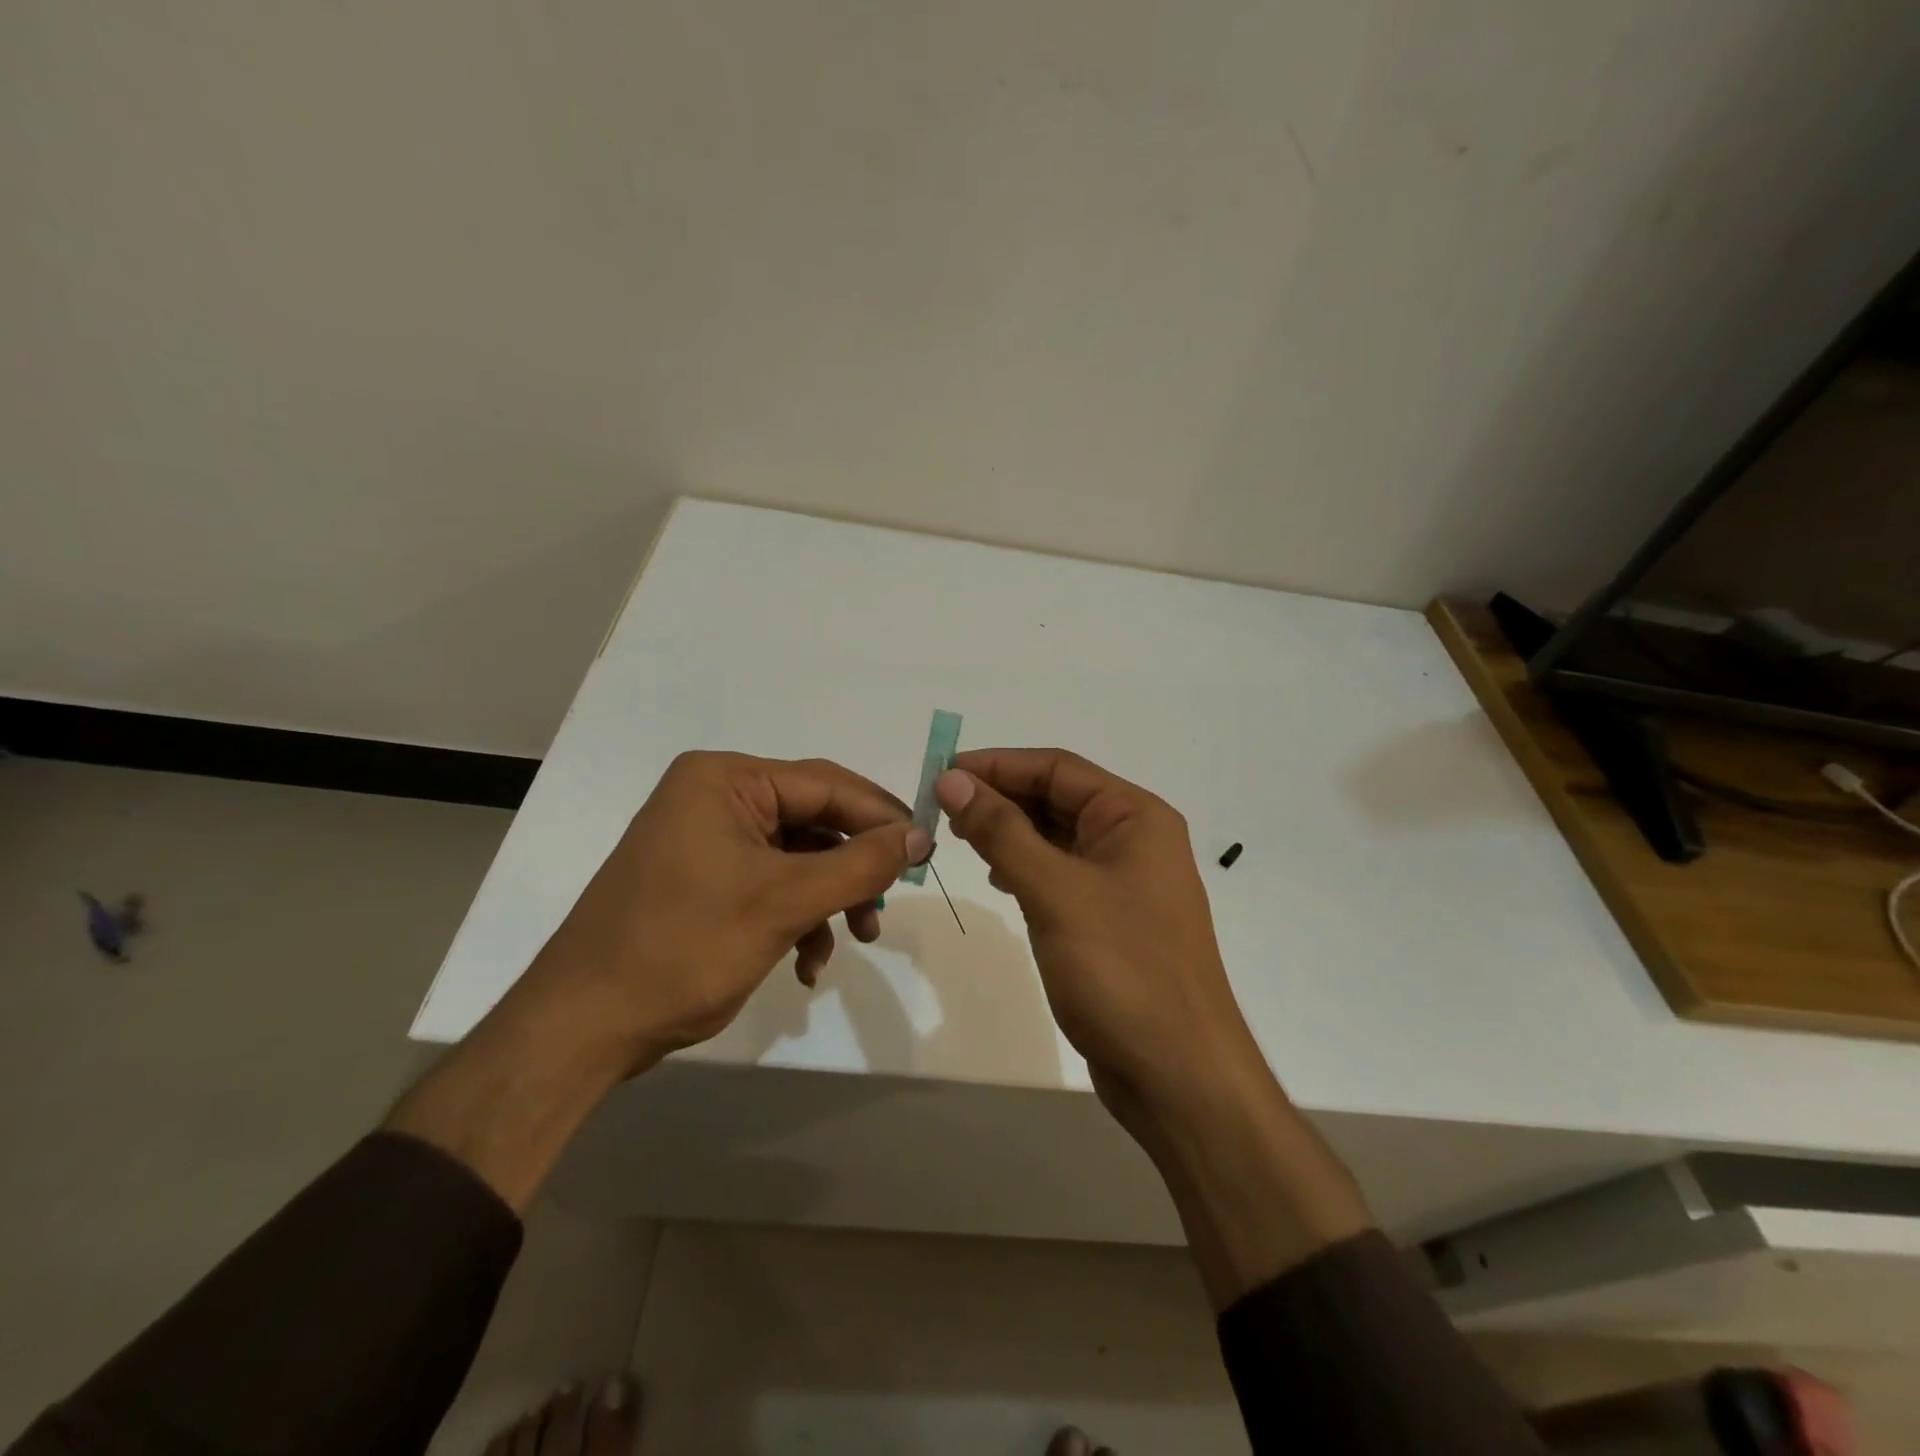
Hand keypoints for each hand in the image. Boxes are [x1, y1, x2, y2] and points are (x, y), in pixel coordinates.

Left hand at [391, 752, 928, 1209]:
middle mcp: (715, 797)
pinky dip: (797, 918)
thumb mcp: (784, 902)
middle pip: (813, 820)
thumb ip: (859, 863)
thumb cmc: (683, 948)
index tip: (926, 850)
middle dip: (853, 867)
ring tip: (855, 939)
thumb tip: (920, 835)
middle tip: (887, 904)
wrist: (582, 1028)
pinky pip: (769, 884)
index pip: (826, 783)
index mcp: (725, 780)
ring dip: (830, 899)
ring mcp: (706, 839)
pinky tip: (807, 963)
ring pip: (797, 857)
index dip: (881, 815)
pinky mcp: (703, 878)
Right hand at [933, 749, 1258, 1128]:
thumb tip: (953, 779)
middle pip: (1057, 799)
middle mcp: (1135, 840)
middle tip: (941, 808)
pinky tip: (998, 877)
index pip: (1057, 768)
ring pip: (1056, 838)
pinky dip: (1026, 868)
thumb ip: (1001, 830)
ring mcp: (1125, 882)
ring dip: (1010, 832)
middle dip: (1001, 798)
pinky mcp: (1110, 920)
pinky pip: (1061, 875)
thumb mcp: (1055, 890)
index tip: (942, 773)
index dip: (997, 765)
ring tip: (960, 836)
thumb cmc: (1122, 969)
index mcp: (1135, 817)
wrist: (1177, 1073)